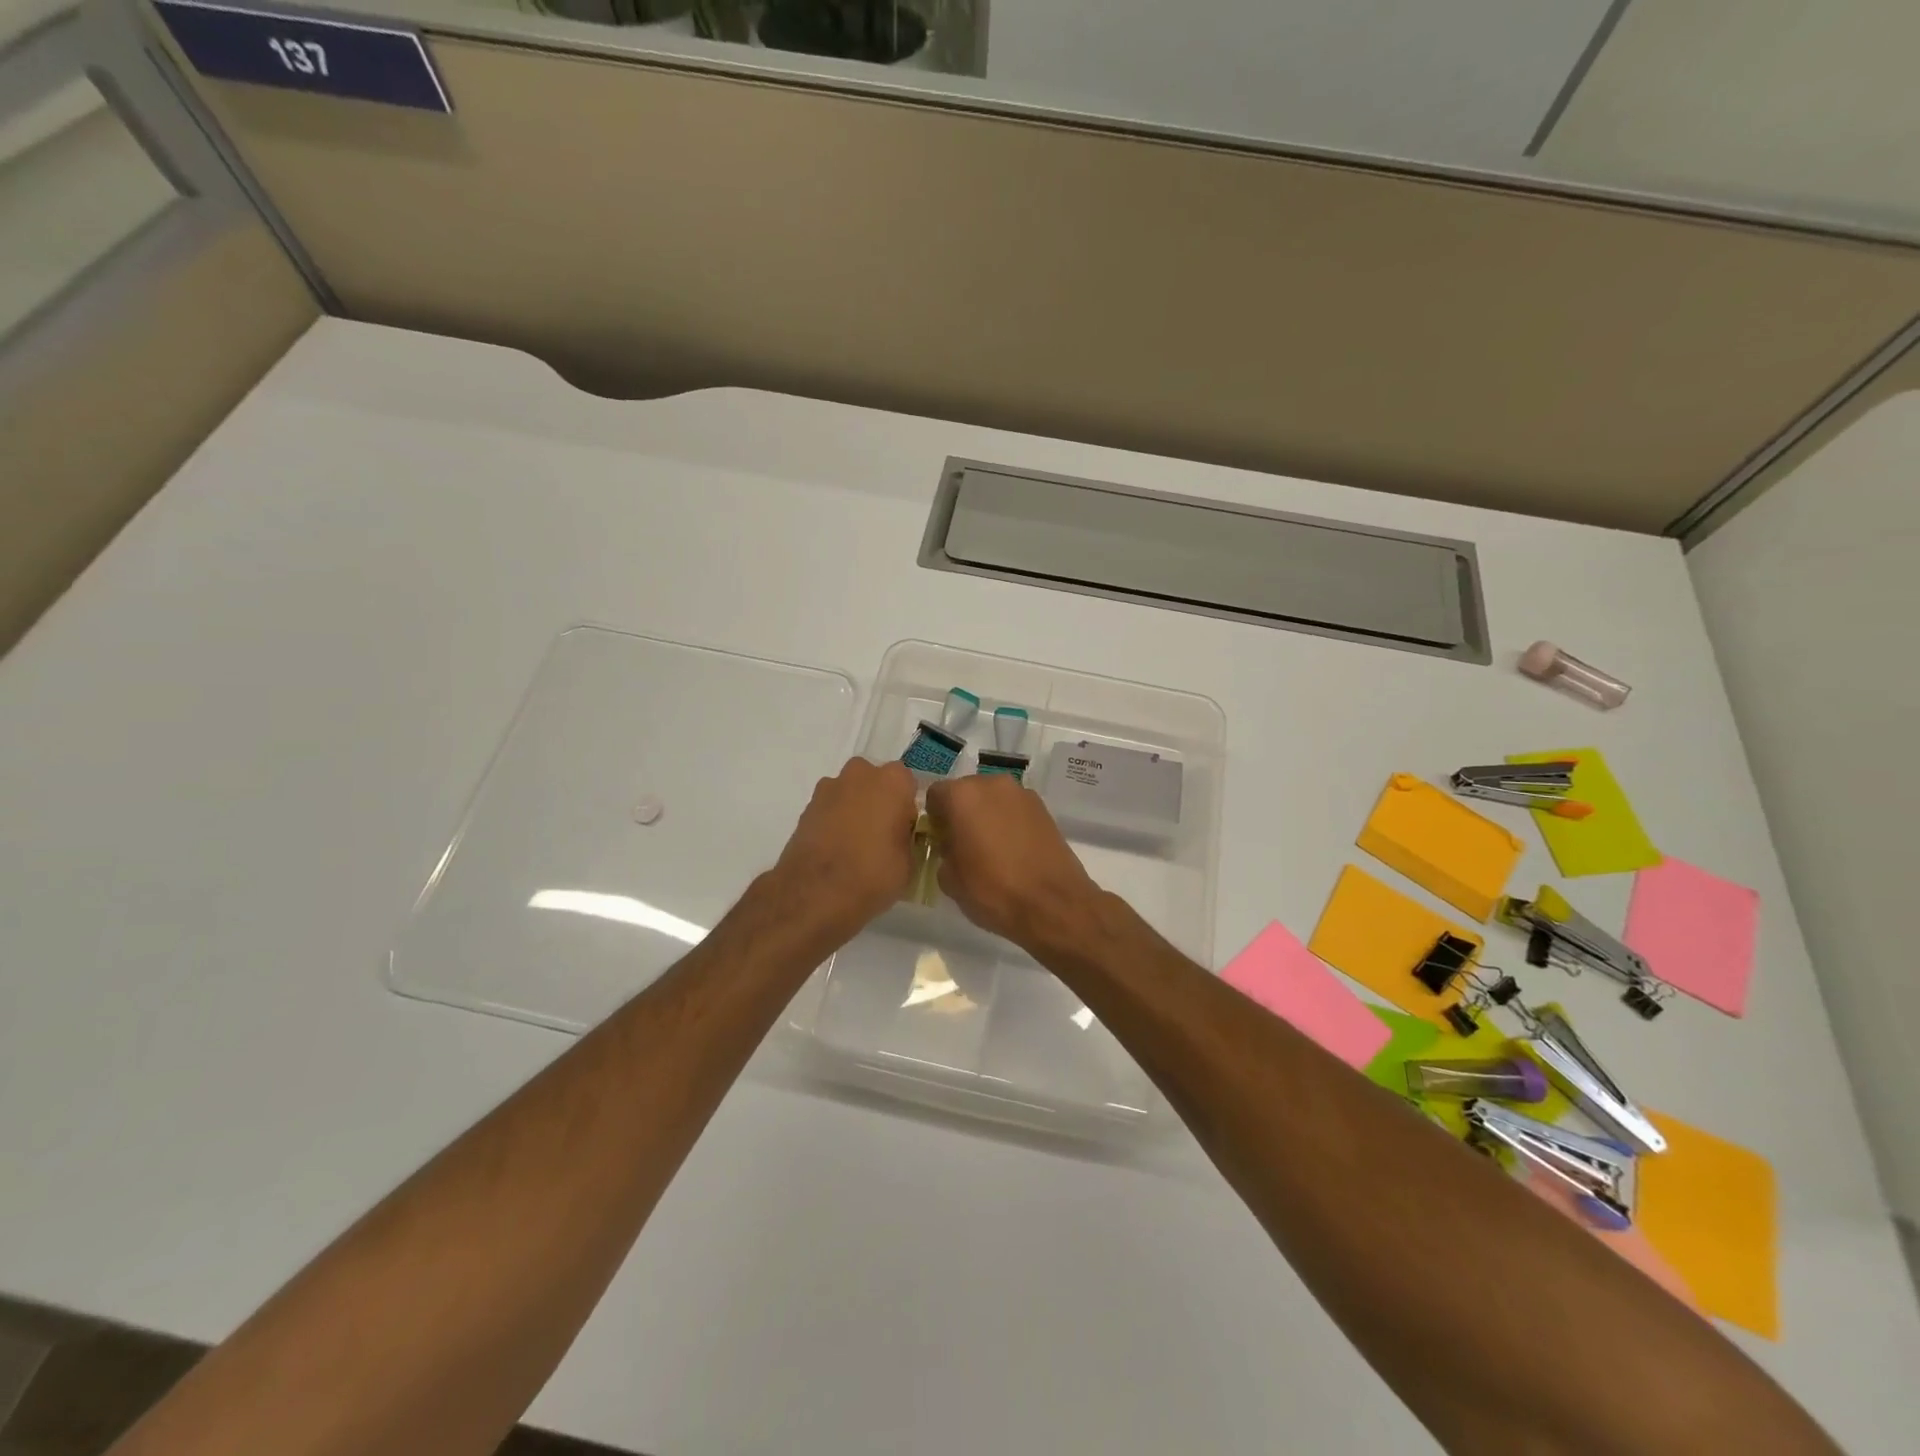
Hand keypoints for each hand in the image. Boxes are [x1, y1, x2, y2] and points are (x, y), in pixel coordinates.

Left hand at [767, 757, 919, 945]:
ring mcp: (829, 788)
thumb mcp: (909, 862)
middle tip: (881, 833)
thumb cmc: (873, 874)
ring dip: (854, 809)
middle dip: (879, 800)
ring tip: (855, 844)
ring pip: (850, 792)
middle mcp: (860, 774)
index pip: (908, 783)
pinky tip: (835, 848)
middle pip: (875, 781)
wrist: (815, 893)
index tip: (905, 829)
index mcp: (893, 781)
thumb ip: (907, 837)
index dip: (907, 807)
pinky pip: (830, 808)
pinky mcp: (806, 807)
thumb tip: (899, 836)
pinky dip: (833, 821)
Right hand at [925, 774, 1102, 951]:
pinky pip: (1014, 810)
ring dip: (987, 816)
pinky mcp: (1044, 808)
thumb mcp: (949, 879)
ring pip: (993, 800)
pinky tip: (1014, 851)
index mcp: (962, 796)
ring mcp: (1022, 794)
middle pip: (966, 792)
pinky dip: (1009, 823)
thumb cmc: (992, 889)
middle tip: (964, 845)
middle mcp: (992, 784)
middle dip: (962, 813)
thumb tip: (951, 846)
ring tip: (992, 850)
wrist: (1052, 903)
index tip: (940, 841)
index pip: (935, 795)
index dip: (935, 819)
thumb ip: (943, 852)